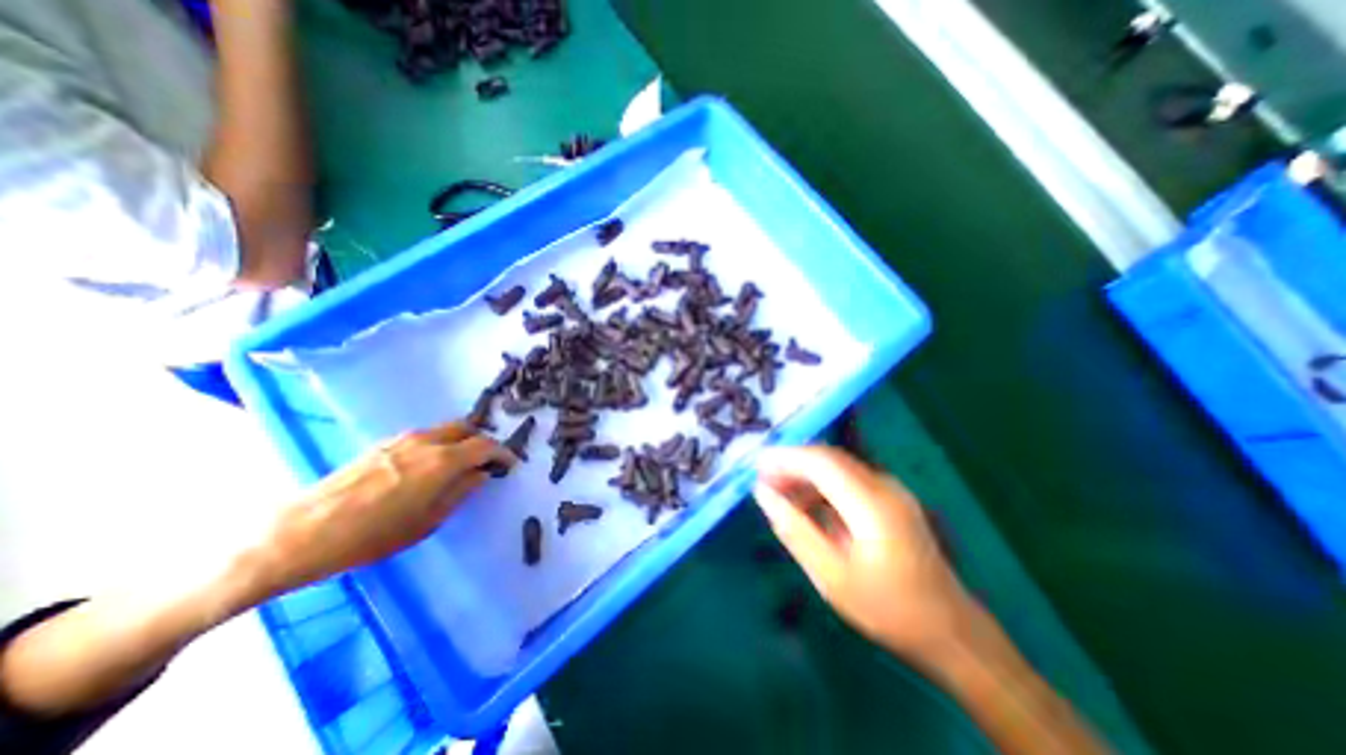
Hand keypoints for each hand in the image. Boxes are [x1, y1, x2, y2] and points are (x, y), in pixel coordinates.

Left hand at [252, 425, 514, 596]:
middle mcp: (427, 441)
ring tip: (458, 464)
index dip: (502, 453)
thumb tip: (481, 474)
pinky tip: (426, 467)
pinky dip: (437, 444)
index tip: (509, 464)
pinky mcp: (381, 445)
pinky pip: (422, 437)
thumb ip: (461, 491)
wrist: (301, 534)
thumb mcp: (429, 520)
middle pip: (466, 428)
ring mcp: (402, 440)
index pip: (486, 445)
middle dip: (481, 441)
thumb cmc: (374, 535)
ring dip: (459, 441)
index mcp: (444, 460)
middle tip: (485, 461)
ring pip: (443, 430)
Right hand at [757, 444, 979, 663]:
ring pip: (837, 466)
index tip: (756, 465)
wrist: (949, 629)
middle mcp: (884, 487)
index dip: (785, 457)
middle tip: (762, 480)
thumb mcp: (831, 576)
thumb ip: (794, 529)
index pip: (821, 462)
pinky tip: (806, 504)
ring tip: (779, 493)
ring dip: (805, 473)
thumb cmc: (886, 608)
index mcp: (872, 505)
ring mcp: (891, 489)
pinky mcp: (891, 497)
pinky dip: (821, 484)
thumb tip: (762, 493)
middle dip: (792, 462)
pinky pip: (848, 478)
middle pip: (829, 458)